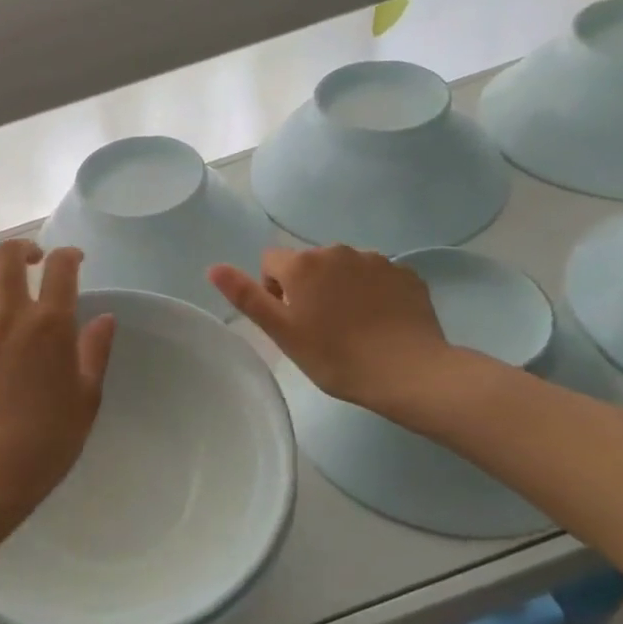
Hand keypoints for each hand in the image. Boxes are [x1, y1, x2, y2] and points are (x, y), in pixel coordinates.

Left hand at [0, 240, 115, 545]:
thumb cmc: (47, 440)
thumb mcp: (86, 399)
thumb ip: (95, 351)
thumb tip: (104, 317)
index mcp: (50, 325)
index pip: (60, 267)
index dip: (70, 254)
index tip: (76, 260)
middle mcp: (10, 315)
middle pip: (8, 255)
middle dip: (24, 248)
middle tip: (37, 262)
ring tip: (7, 287)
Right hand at [210, 246, 455, 412]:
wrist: (409, 372)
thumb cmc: (335, 356)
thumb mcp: (282, 332)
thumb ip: (247, 296)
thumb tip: (213, 267)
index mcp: (302, 264)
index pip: (271, 263)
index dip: (274, 291)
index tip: (291, 321)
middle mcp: (337, 251)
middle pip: (309, 263)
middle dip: (309, 287)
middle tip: (320, 328)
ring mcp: (376, 260)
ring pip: (344, 269)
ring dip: (340, 288)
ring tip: (353, 326)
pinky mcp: (406, 274)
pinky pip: (377, 277)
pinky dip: (373, 293)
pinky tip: (380, 322)